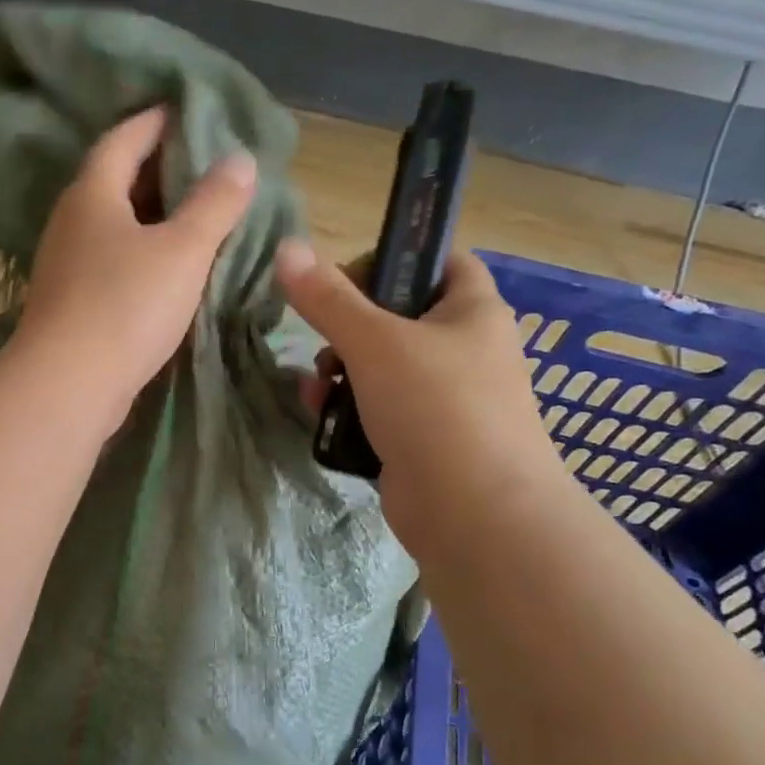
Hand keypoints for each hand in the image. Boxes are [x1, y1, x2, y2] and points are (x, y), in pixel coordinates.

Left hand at [12, 108, 256, 423]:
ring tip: (194, 210)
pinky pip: (111, 259)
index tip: (186, 111)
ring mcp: (66, 264)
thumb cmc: (126, 305)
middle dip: (157, 166)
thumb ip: (214, 203)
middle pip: (114, 179)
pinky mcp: (71, 301)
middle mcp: (71, 221)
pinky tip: (168, 265)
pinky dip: (141, 250)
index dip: (155, 122)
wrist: (68, 385)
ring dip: (150, 213)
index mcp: (92, 194)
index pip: (123, 139)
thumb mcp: (183, 249)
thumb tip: (239, 159)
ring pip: (113, 223)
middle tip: (203, 161)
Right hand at [274, 241, 566, 547]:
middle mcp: (466, 348)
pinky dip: (350, 408)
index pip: (439, 260)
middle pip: (399, 315)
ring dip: (340, 371)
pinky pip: (381, 408)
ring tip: (317, 388)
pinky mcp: (426, 438)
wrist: (476, 515)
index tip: (346, 280)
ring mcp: (447, 398)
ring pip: (383, 365)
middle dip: (349, 326)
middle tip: (325, 341)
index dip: (393, 259)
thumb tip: (287, 248)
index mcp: (472, 311)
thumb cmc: (435, 408)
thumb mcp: (374, 342)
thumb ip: (327, 297)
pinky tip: (322, 417)